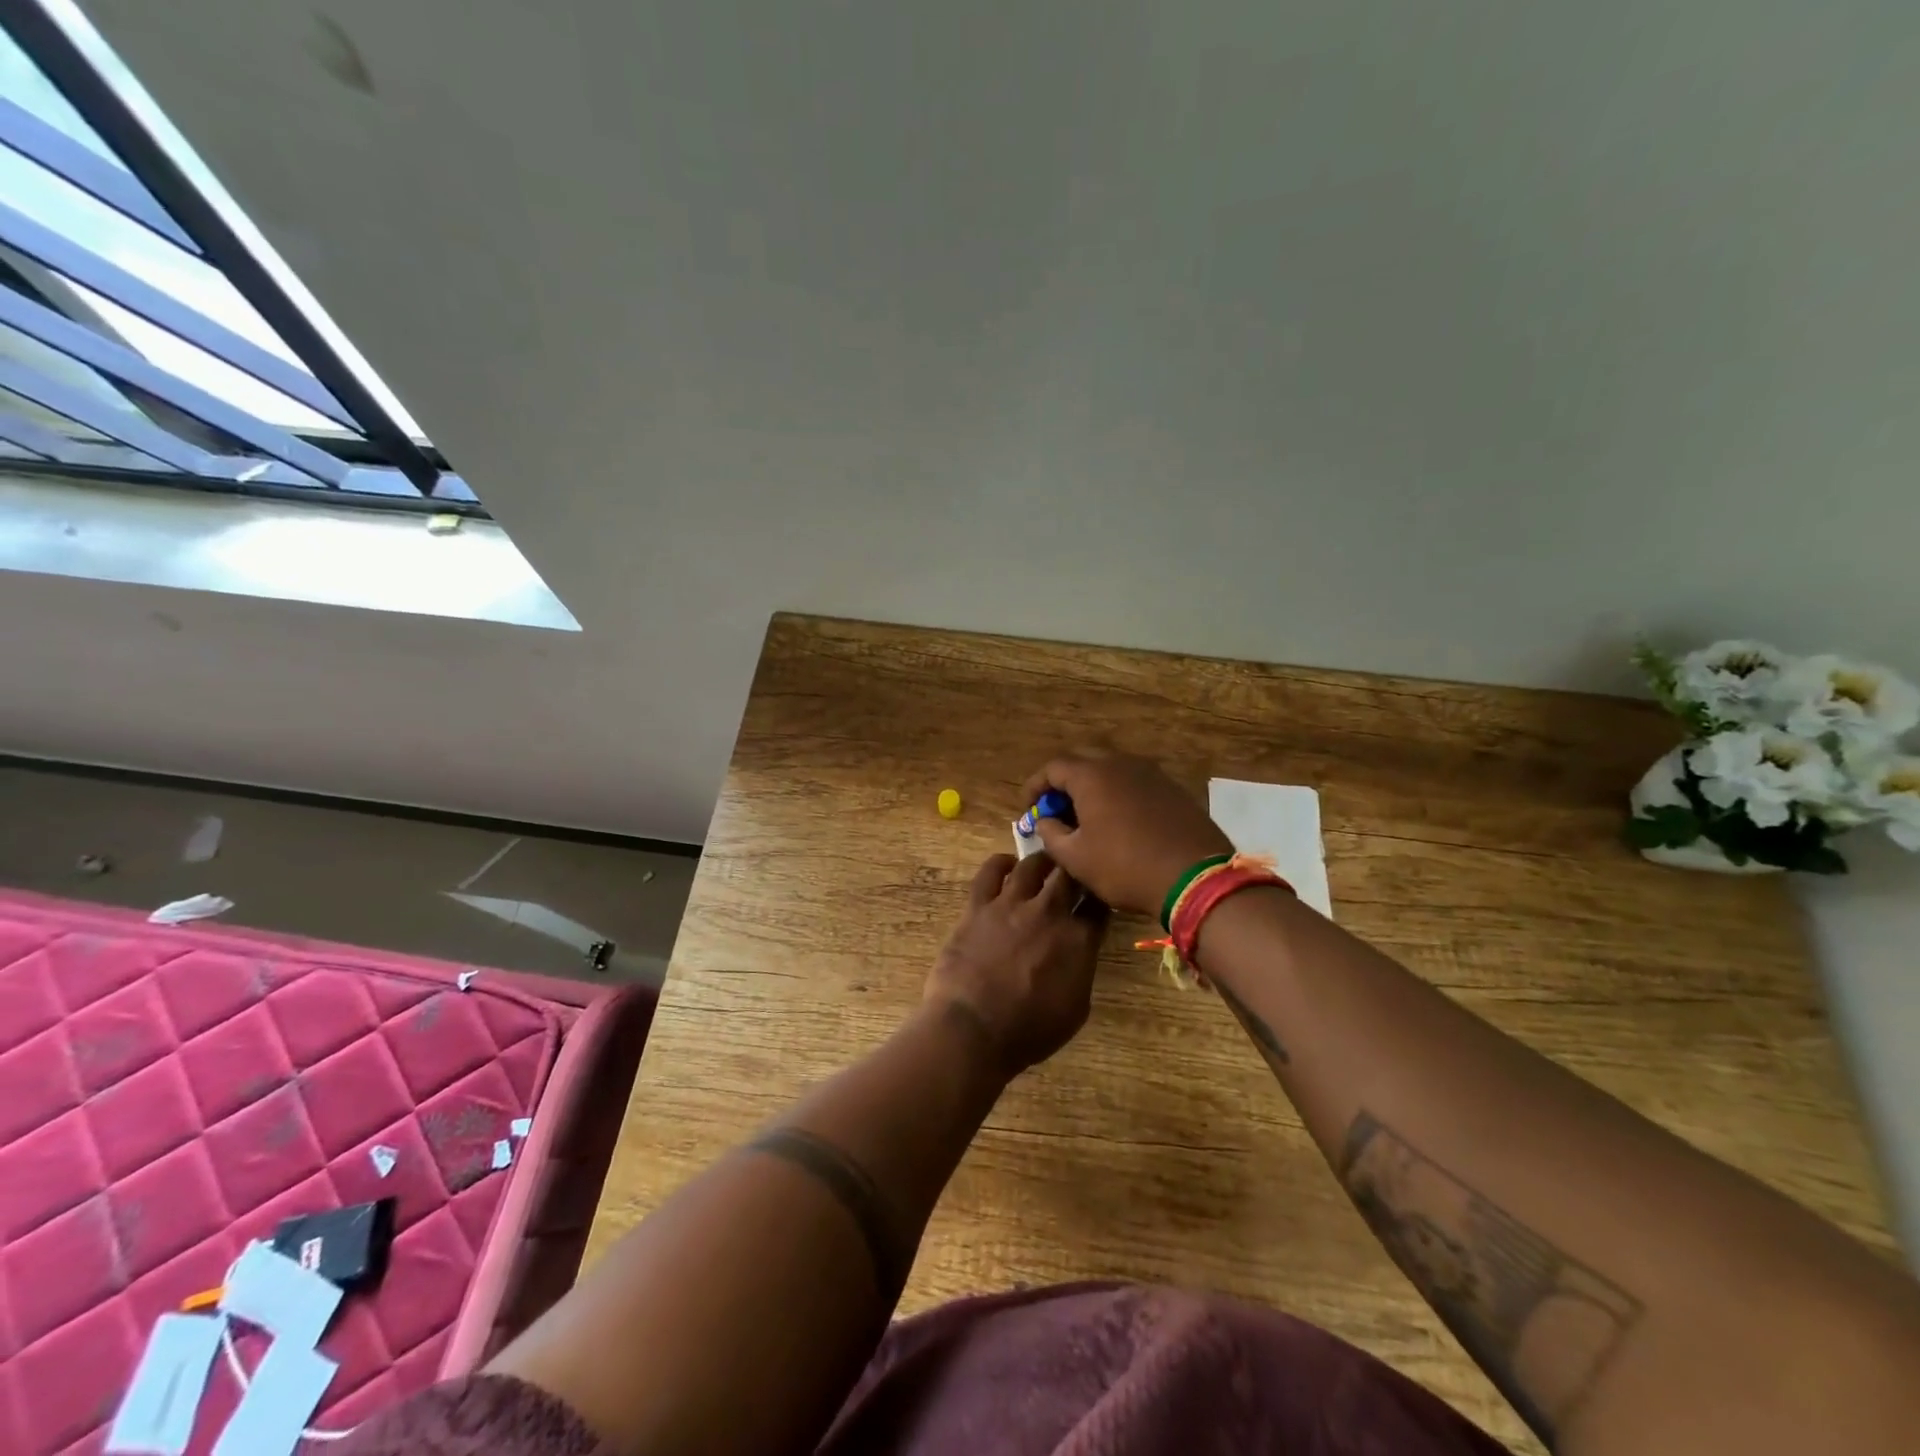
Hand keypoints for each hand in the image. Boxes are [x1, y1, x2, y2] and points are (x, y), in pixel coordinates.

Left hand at [924, 852, 1108, 1075]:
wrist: (974, 1030)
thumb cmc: (1029, 1032)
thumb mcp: (1076, 1009)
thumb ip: (1082, 970)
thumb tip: (1080, 951)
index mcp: (1079, 940)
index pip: (1099, 905)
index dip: (1101, 897)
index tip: (1099, 895)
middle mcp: (1049, 913)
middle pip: (1070, 875)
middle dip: (1076, 870)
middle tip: (1074, 871)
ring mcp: (1011, 904)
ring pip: (1032, 865)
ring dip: (1043, 861)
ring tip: (1046, 862)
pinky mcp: (978, 905)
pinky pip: (990, 872)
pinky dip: (1000, 863)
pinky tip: (1006, 863)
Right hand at [1021, 750, 1233, 917]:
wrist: (1195, 877)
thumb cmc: (1125, 866)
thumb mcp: (1075, 858)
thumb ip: (1051, 833)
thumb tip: (1045, 820)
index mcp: (1092, 775)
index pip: (1052, 768)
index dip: (1035, 786)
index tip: (1028, 808)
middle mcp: (1121, 764)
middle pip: (1082, 763)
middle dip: (1063, 784)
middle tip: (1056, 812)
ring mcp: (1151, 773)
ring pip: (1111, 771)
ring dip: (1092, 789)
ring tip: (1086, 818)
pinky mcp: (1172, 788)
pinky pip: (1134, 783)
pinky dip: (1118, 796)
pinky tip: (1118, 822)